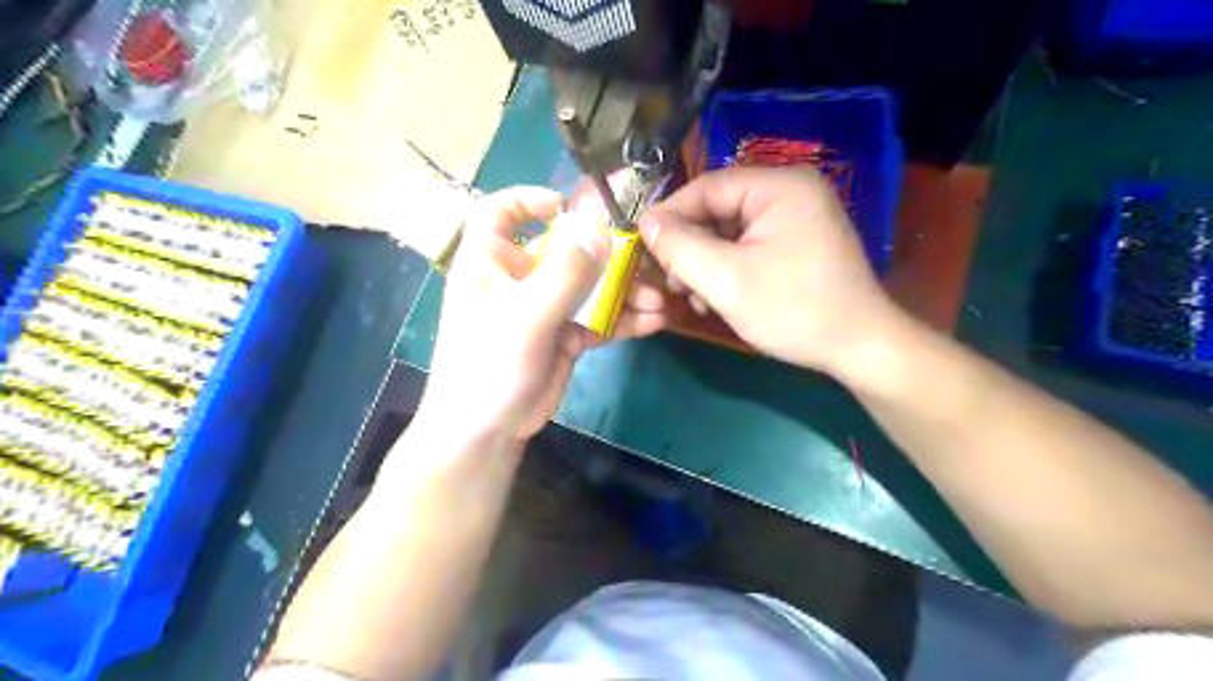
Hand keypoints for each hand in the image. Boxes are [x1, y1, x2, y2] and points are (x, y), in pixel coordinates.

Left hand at [417, 186, 661, 440]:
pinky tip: (654, 322)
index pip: (501, 213)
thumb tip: (599, 228)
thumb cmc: (489, 365)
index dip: (530, 200)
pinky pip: (598, 319)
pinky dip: (624, 320)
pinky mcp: (565, 336)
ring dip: (625, 292)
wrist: (487, 431)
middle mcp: (519, 278)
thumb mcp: (526, 316)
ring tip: (659, 302)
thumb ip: (565, 274)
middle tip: (647, 262)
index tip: (568, 206)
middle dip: (608, 257)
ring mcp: (545, 308)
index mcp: (491, 262)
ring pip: (590, 287)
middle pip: (566, 250)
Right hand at [637, 164, 892, 376]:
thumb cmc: (793, 309)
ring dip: (704, 263)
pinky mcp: (797, 243)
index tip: (642, 247)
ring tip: (692, 298)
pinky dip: (726, 269)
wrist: (858, 347)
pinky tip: (716, 298)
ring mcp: (796, 218)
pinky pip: (748, 246)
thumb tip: (646, 222)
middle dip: (689, 247)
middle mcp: (789, 192)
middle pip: (717, 210)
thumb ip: (679, 247)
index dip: (669, 216)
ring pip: (729, 232)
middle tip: (669, 282)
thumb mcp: (726, 279)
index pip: (706, 187)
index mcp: (779, 186)